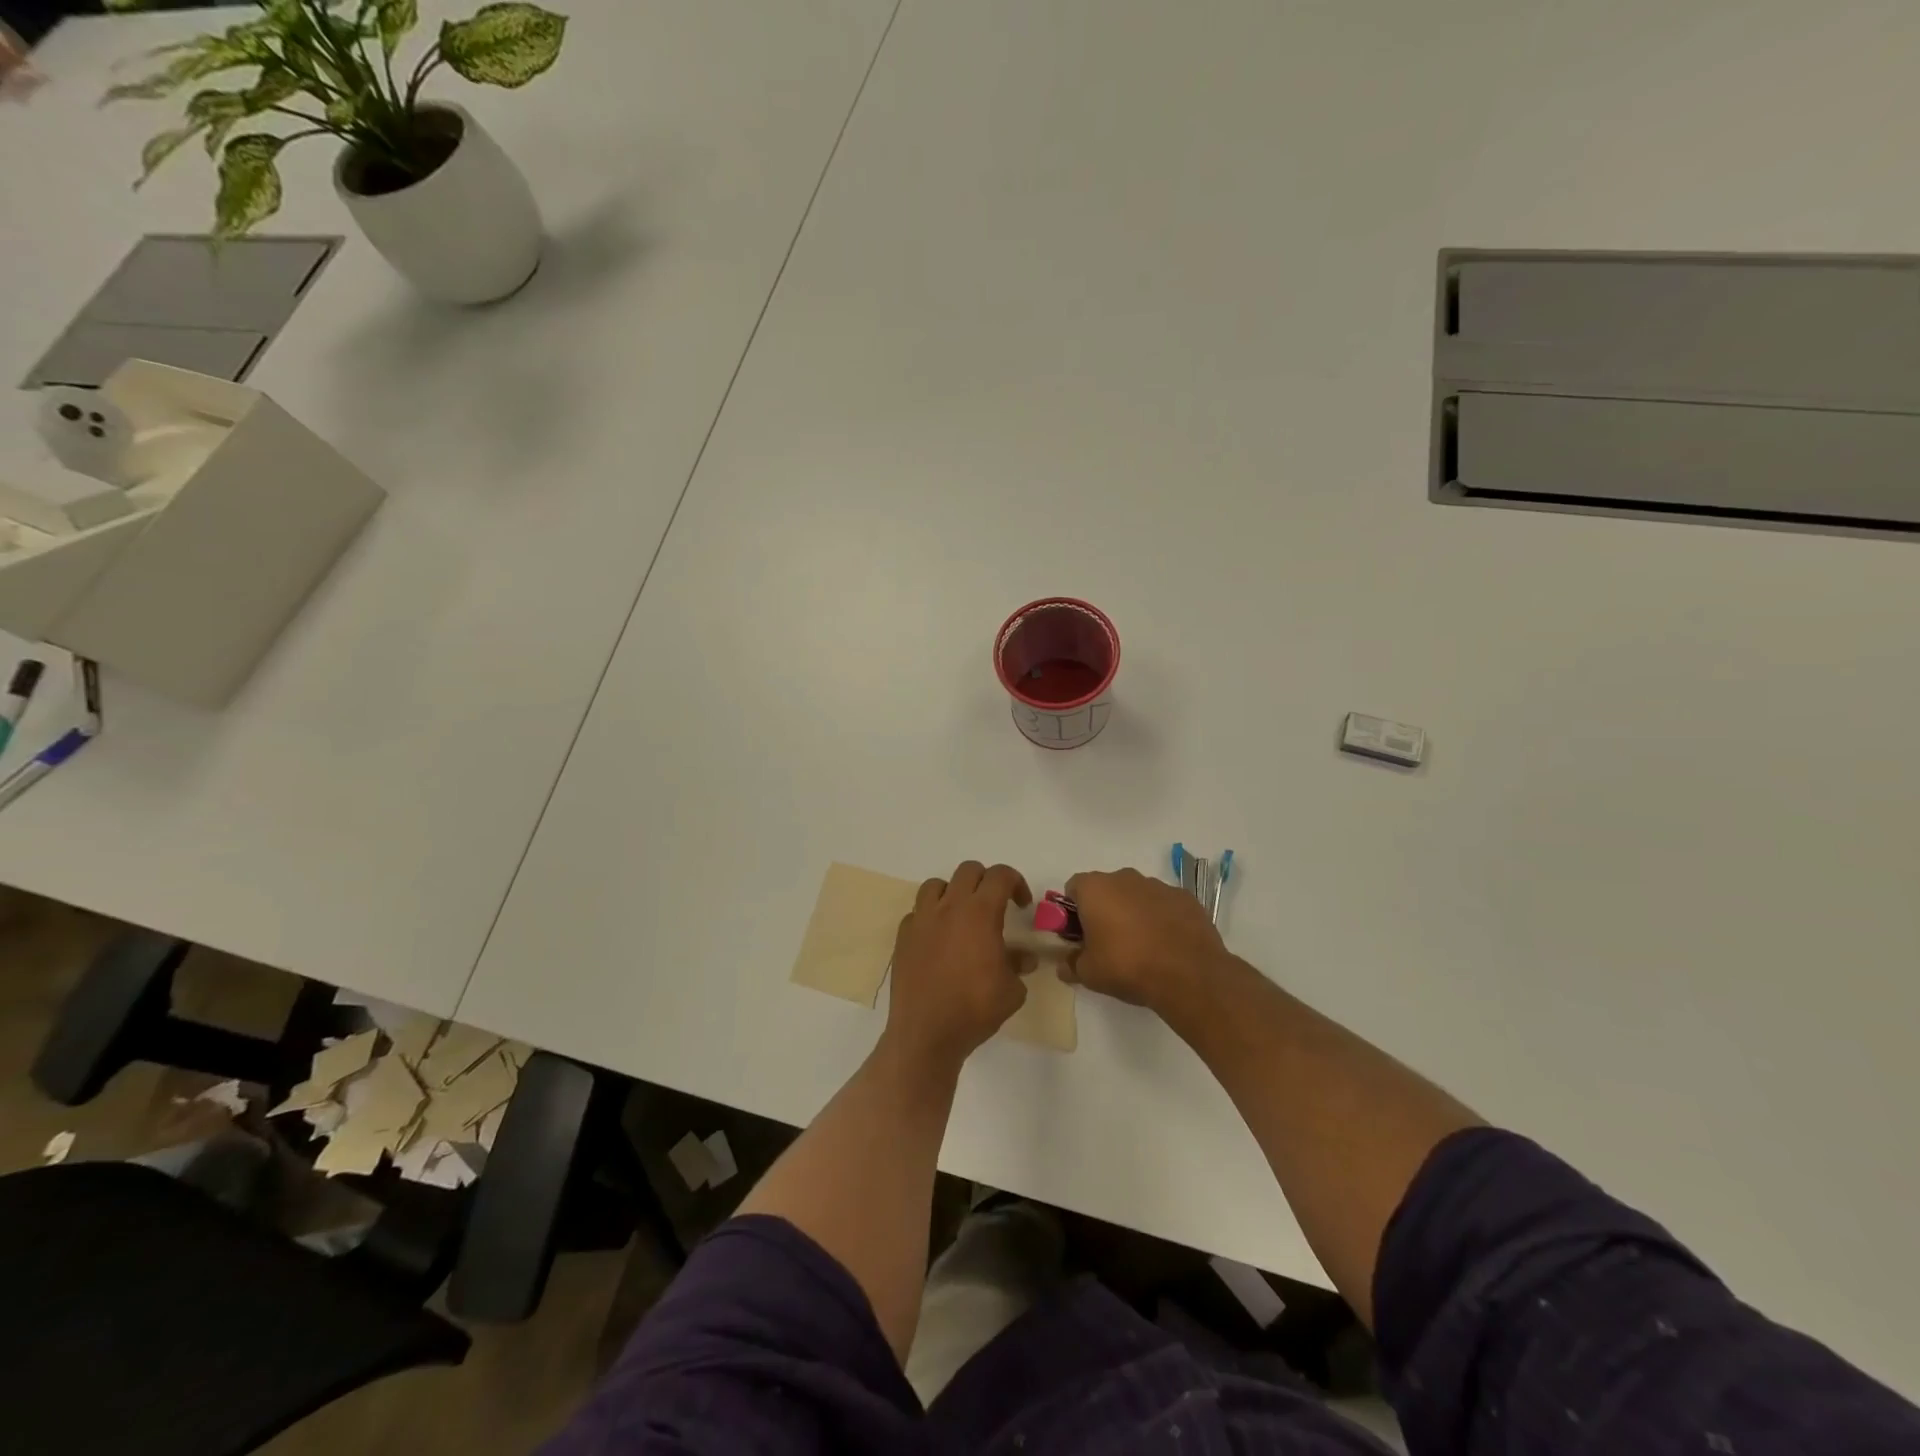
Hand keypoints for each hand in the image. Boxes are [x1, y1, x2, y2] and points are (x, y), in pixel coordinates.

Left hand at [885, 861, 1031, 1068]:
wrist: (926, 1032)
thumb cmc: (974, 1009)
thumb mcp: (1012, 990)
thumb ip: (1018, 965)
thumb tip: (1024, 958)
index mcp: (980, 913)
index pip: (1000, 876)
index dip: (1016, 882)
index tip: (1021, 904)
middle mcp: (949, 907)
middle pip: (968, 871)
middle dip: (986, 881)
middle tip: (995, 905)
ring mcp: (922, 920)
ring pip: (936, 885)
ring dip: (954, 892)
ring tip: (962, 916)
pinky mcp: (903, 936)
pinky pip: (918, 912)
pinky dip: (931, 917)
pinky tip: (938, 940)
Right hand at [1062, 867, 1229, 1012]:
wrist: (1189, 975)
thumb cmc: (1127, 966)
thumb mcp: (1088, 973)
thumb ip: (1070, 964)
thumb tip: (1064, 965)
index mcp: (1095, 888)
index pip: (1073, 888)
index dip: (1072, 911)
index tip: (1079, 935)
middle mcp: (1125, 878)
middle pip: (1105, 889)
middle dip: (1103, 910)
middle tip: (1107, 943)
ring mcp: (1158, 885)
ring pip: (1136, 895)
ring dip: (1133, 913)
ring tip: (1140, 947)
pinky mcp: (1185, 898)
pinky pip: (1163, 904)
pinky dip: (1160, 918)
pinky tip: (1166, 945)